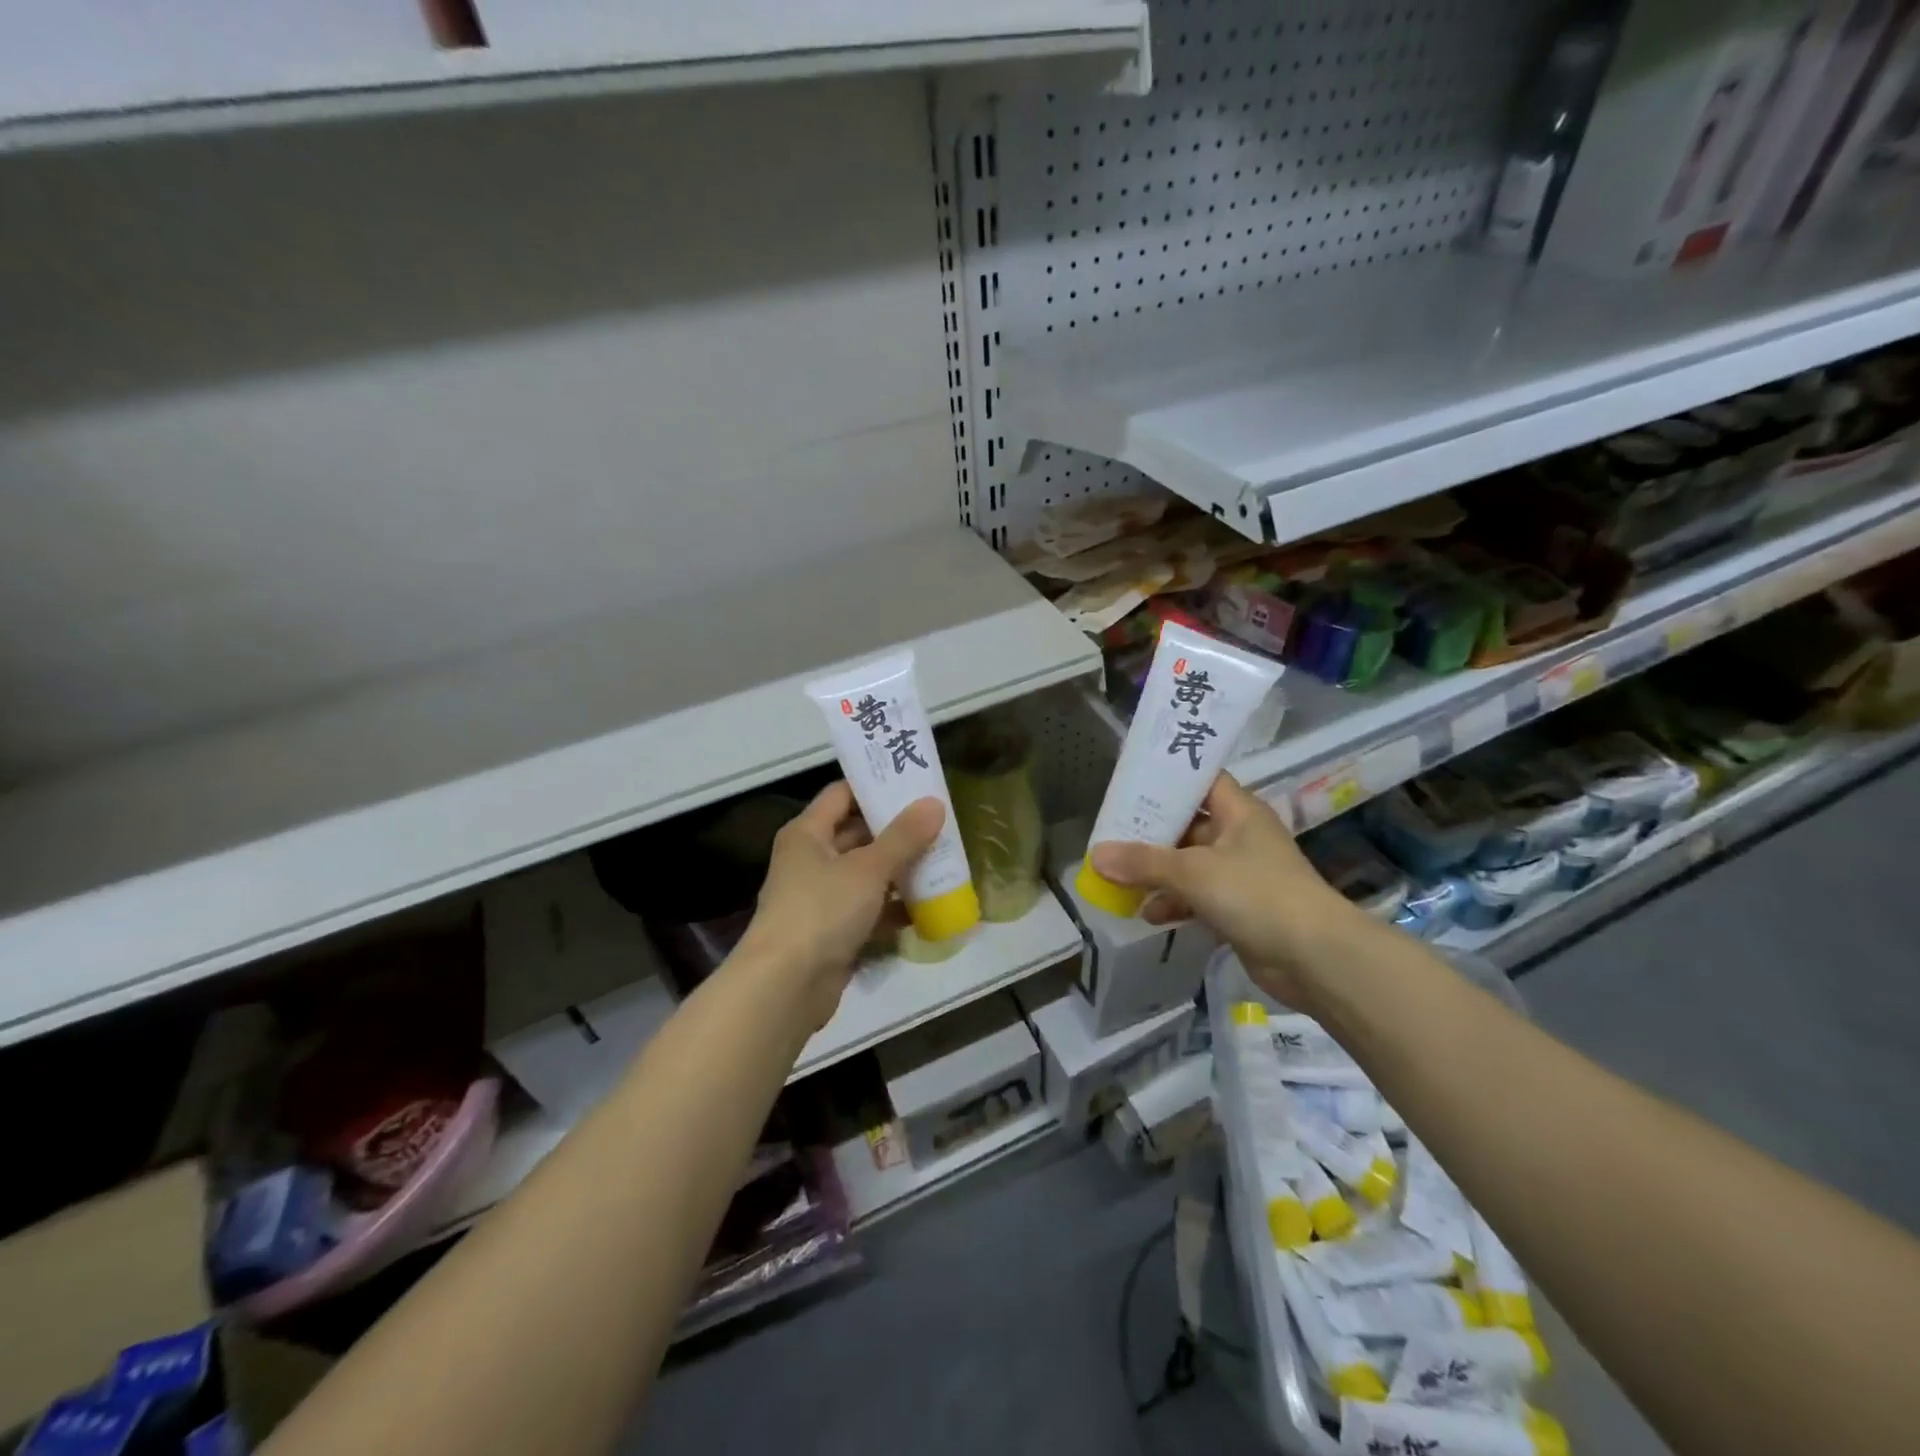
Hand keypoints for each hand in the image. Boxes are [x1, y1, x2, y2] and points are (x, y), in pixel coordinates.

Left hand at [736, 781, 945, 1029]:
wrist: (786, 987)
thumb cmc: (822, 911)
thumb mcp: (867, 868)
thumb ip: (903, 837)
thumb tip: (934, 803)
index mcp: (807, 833)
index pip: (842, 794)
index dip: (875, 785)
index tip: (914, 783)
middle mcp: (810, 860)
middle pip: (857, 834)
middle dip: (897, 831)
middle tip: (939, 823)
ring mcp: (821, 898)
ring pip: (866, 874)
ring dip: (900, 871)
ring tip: (943, 860)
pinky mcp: (833, 932)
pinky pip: (869, 910)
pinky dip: (894, 908)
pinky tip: (928, 907)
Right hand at [1088, 774, 1364, 1007]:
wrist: (1316, 958)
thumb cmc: (1256, 894)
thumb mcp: (1193, 872)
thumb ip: (1143, 863)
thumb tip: (1095, 855)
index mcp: (1238, 812)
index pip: (1200, 781)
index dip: (1168, 779)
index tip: (1130, 782)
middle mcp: (1240, 837)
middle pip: (1188, 825)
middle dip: (1151, 831)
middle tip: (1110, 831)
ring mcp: (1241, 875)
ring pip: (1190, 864)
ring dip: (1158, 871)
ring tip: (1118, 876)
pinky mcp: (1239, 909)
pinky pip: (1198, 897)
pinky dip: (1174, 903)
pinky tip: (1147, 914)